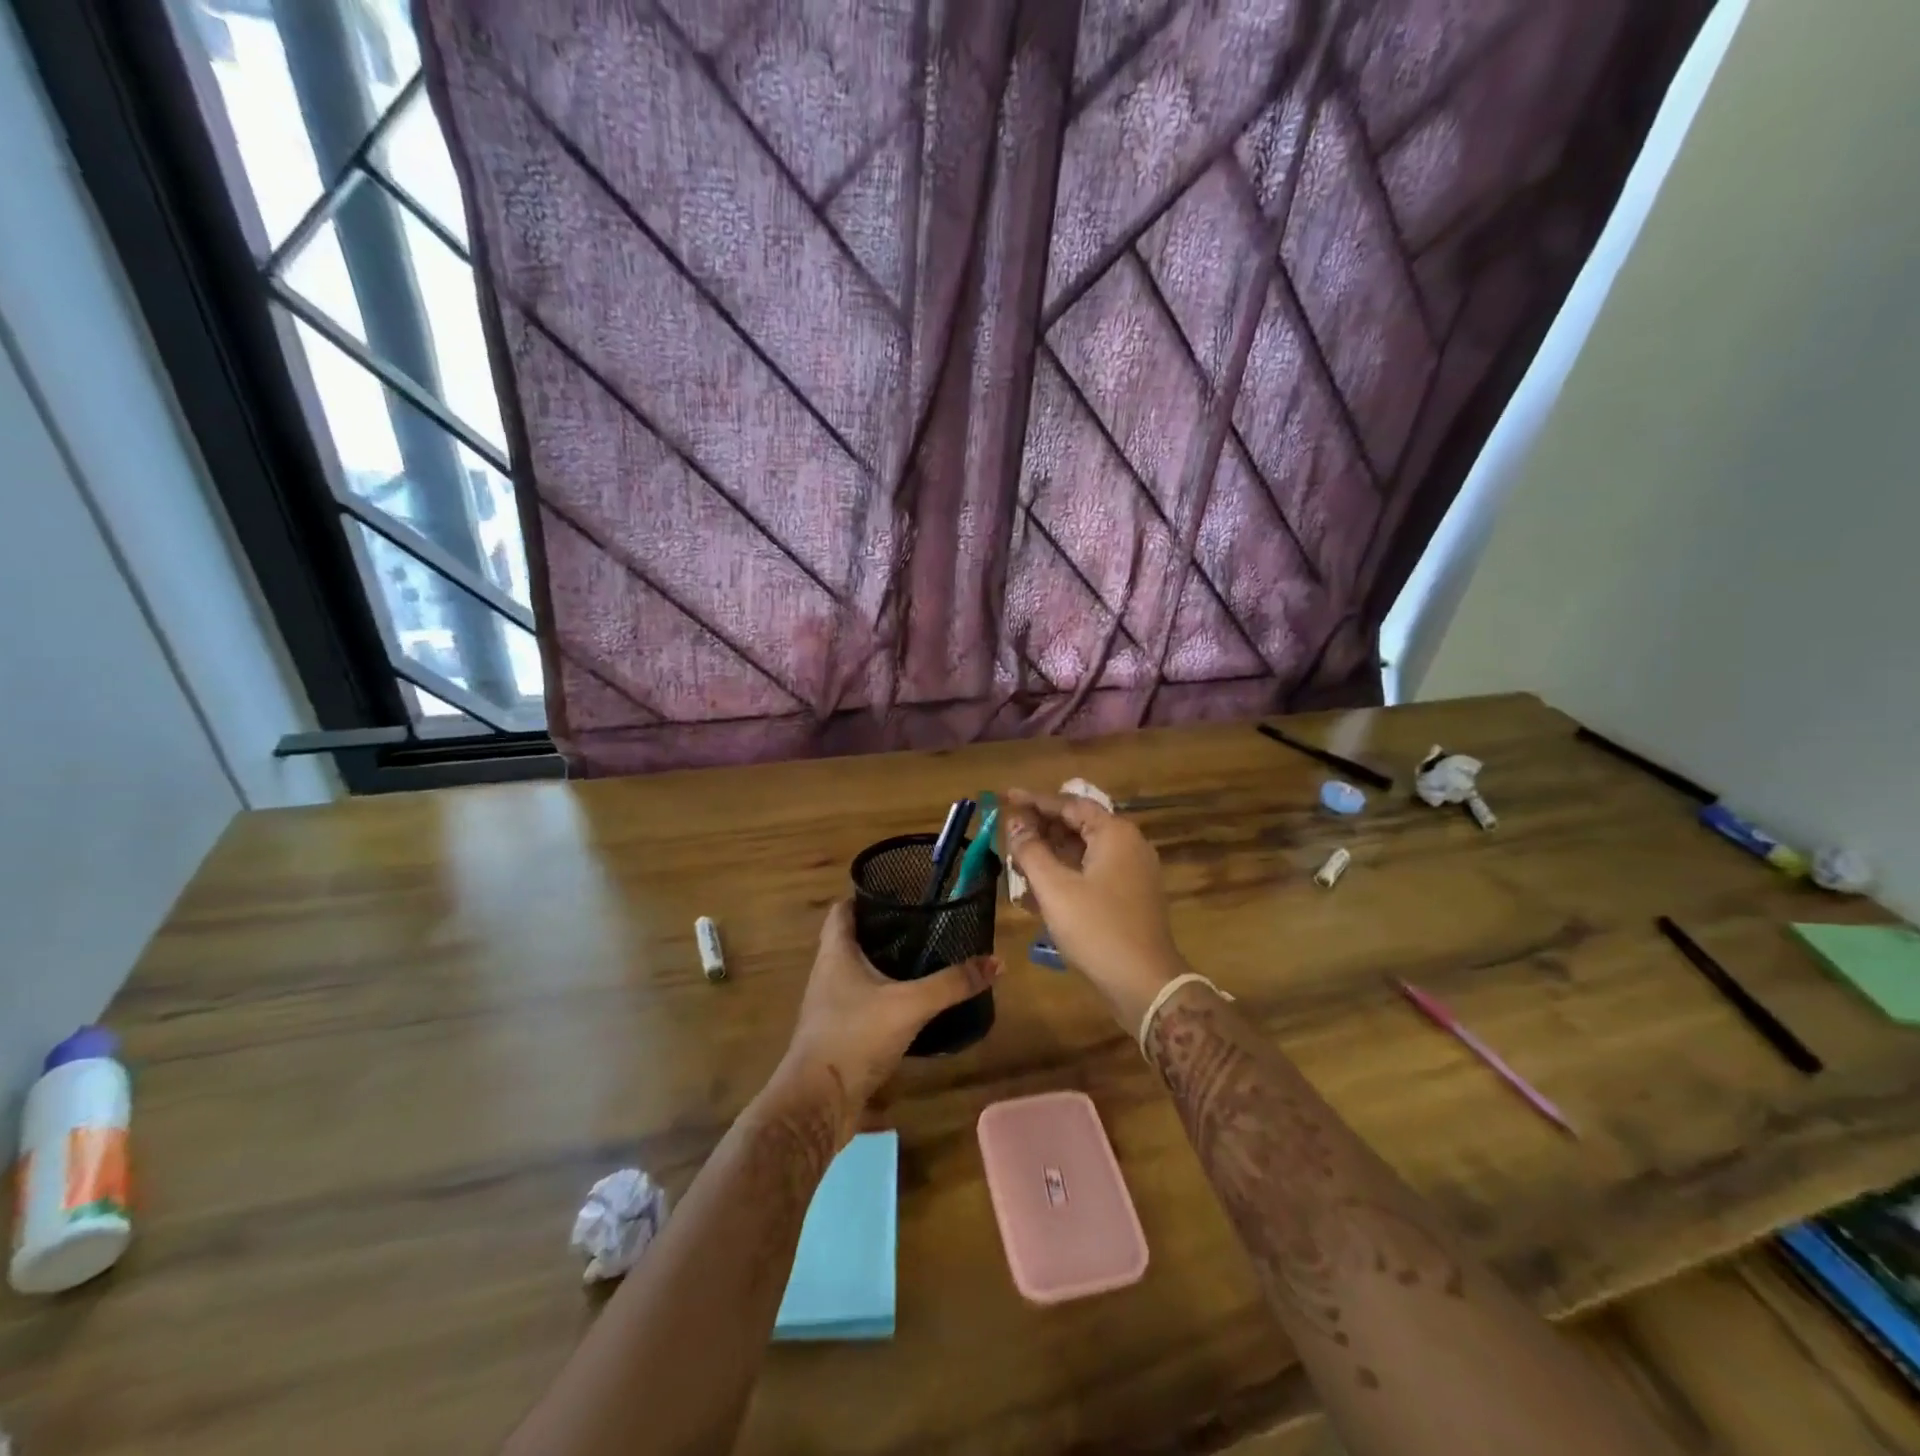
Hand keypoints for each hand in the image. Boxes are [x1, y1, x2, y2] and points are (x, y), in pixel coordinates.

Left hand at [769, 900, 1000, 1147]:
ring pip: (858, 972)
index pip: (843, 909)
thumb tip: (996, 962)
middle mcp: (828, 972)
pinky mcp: (839, 1033)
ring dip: (885, 964)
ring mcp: (831, 1005)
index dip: (867, 896)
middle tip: (924, 925)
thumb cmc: (855, 1037)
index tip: (900, 892)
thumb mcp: (910, 1005)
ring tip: (924, 958)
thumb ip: (952, 983)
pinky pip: (863, 1002)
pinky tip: (912, 1002)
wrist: (817, 1103)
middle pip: (853, 938)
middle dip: (885, 930)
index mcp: (836, 952)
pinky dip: (885, 996)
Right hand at [1002, 789, 1186, 1031]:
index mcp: (1114, 833)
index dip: (1034, 801)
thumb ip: (1031, 851)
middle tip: (1008, 829)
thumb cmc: (1097, 929)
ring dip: (1052, 850)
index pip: (1069, 804)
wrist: (1145, 984)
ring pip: (1085, 849)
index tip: (1006, 797)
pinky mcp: (1130, 896)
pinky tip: (1041, 883)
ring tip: (1018, 855)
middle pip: (1079, 824)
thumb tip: (1014, 823)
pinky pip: (1093, 870)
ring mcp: (1132, 872)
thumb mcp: (1055, 888)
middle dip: (1042, 826)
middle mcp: (1128, 845)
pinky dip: (1067, 871)